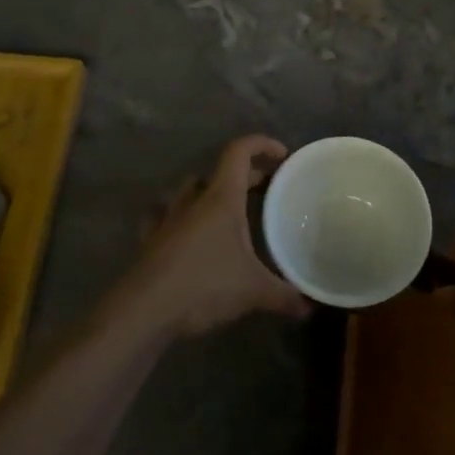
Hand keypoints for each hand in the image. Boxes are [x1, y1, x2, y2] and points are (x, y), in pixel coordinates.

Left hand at [110, 135, 308, 337]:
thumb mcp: (253, 291)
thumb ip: (284, 295)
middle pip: (221, 172)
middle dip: (247, 175)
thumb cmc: (204, 285)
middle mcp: (193, 199)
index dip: (261, 145)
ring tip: (229, 208)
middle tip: (268, 189)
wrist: (145, 309)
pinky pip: (168, 215)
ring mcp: (168, 217)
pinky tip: (187, 231)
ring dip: (211, 192)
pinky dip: (182, 216)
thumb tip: (310, 307)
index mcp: (221, 198)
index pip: (239, 152)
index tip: (282, 155)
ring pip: (192, 189)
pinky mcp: (152, 238)